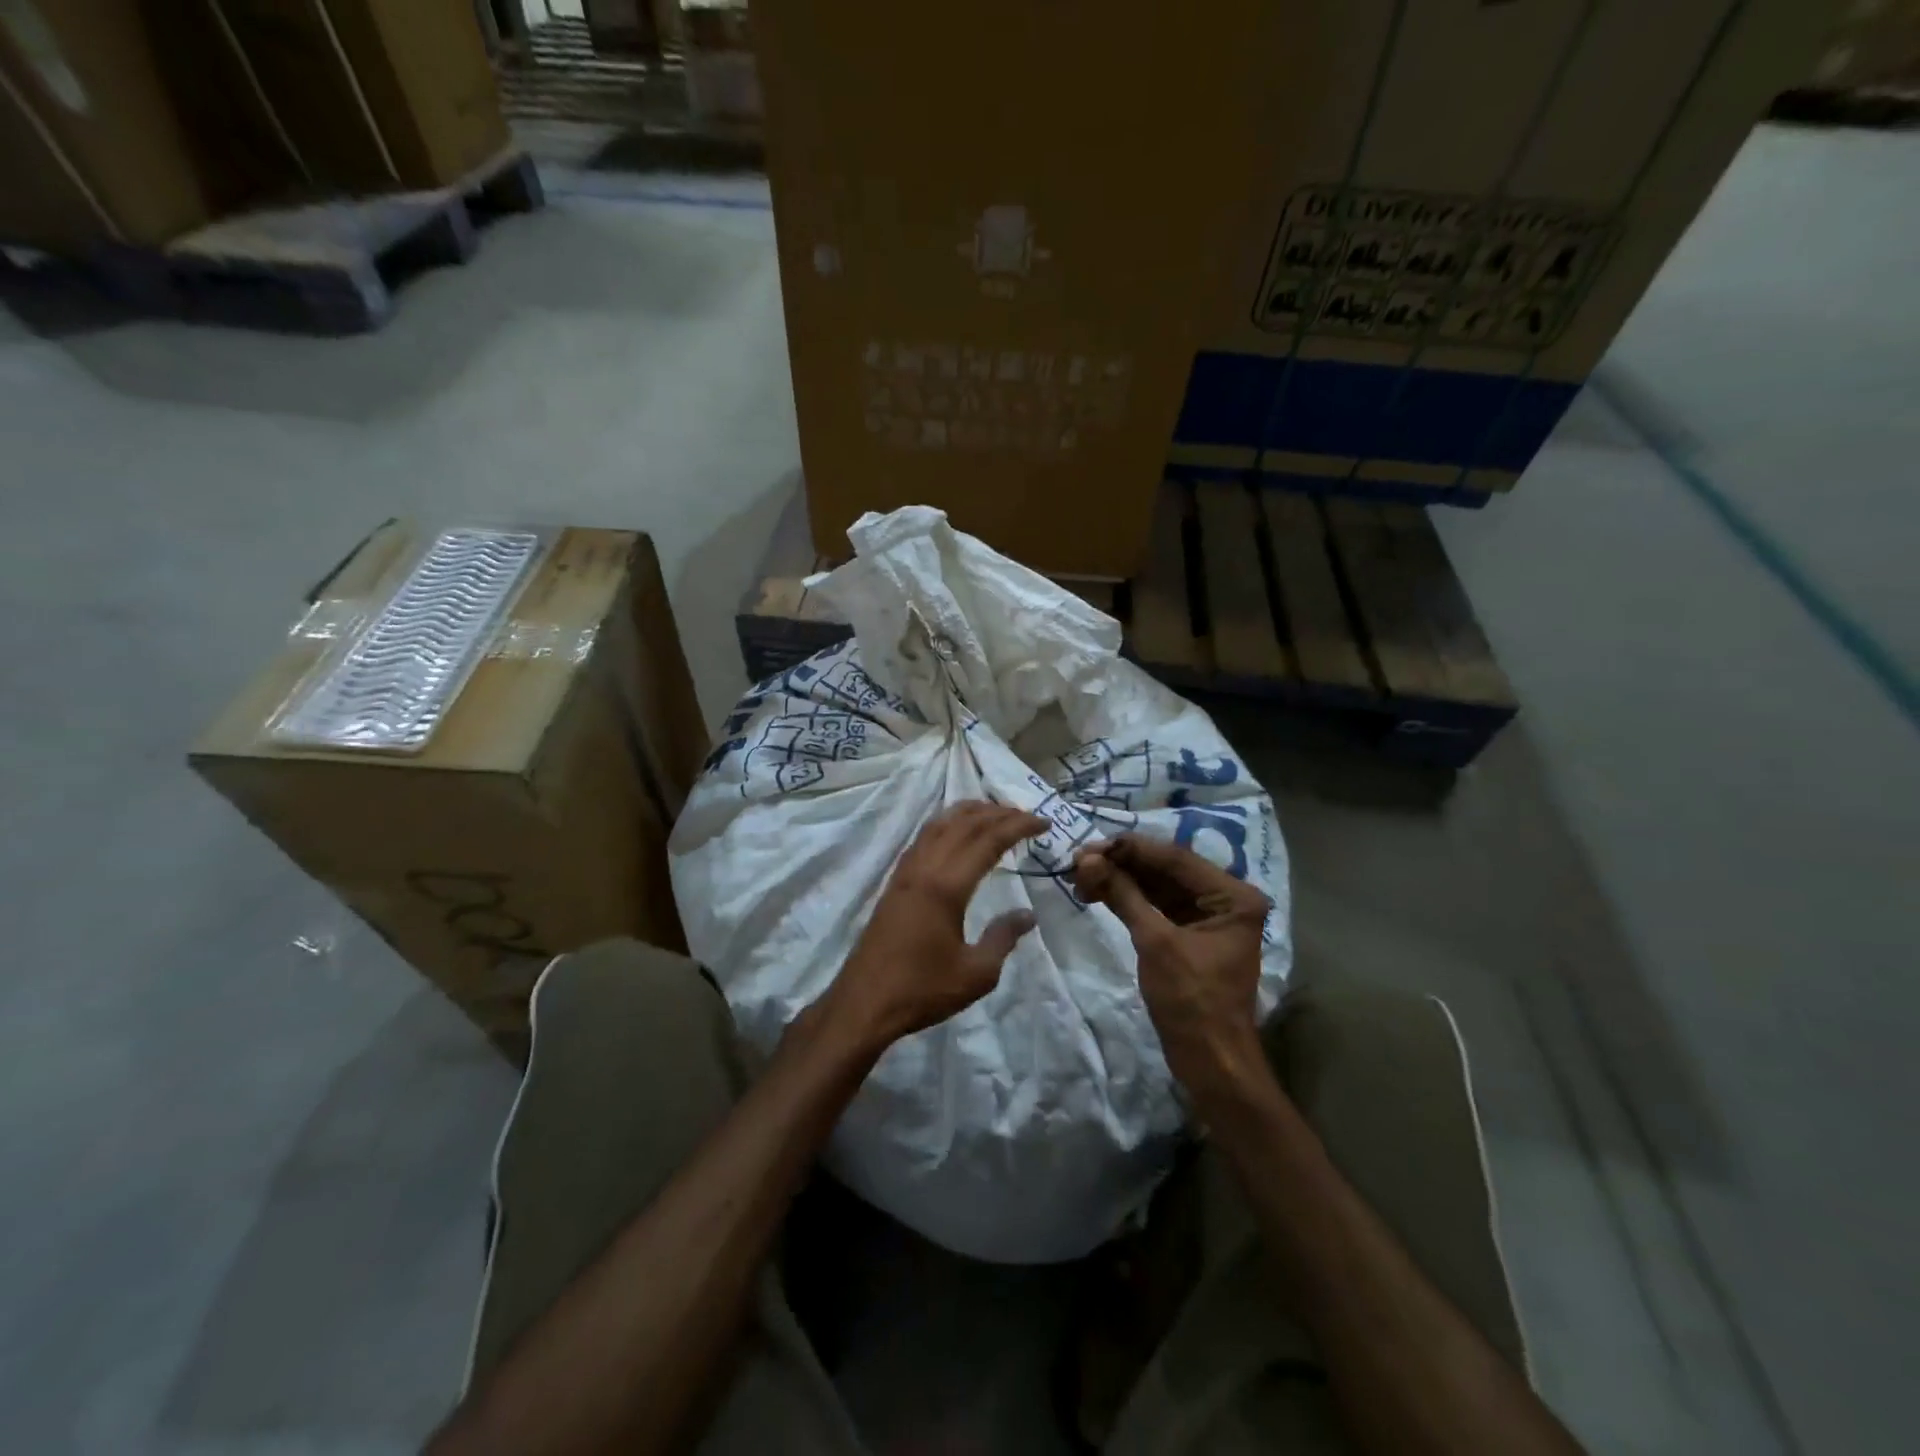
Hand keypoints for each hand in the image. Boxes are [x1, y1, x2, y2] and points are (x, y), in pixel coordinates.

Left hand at [820, 802, 1045, 1051]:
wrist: (864, 1003)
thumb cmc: (922, 990)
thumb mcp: (976, 973)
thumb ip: (1003, 938)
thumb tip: (1027, 915)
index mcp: (947, 886)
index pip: (988, 840)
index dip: (1018, 826)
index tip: (1044, 823)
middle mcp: (925, 868)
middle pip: (964, 824)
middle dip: (998, 813)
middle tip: (1026, 815)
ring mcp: (905, 872)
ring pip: (939, 824)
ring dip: (968, 812)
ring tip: (994, 812)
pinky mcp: (894, 883)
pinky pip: (923, 838)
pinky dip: (945, 824)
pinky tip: (953, 832)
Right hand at [1073, 834, 1271, 1108]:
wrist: (1210, 1062)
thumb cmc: (1192, 1002)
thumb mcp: (1156, 943)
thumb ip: (1124, 895)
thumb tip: (1086, 859)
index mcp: (1233, 895)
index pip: (1175, 858)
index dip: (1130, 849)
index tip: (1089, 845)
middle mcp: (1225, 899)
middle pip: (1165, 869)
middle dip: (1121, 864)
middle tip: (1077, 860)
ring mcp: (1207, 917)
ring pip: (1157, 886)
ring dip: (1120, 880)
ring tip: (1079, 876)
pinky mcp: (1189, 935)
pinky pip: (1155, 906)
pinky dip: (1128, 899)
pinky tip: (1097, 892)